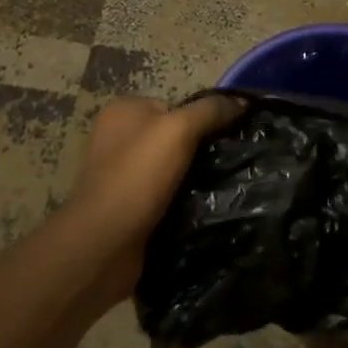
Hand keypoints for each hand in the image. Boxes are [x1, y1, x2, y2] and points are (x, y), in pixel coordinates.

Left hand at [61, 94, 243, 295]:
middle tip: (230, 162)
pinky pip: (166, 195)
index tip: (228, 136)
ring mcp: (121, 175)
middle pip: (174, 136)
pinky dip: (183, 201)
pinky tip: (203, 209)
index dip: (202, 118)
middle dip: (200, 149)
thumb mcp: (179, 130)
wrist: (104, 245)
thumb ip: (211, 110)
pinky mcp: (128, 207)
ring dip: (195, 178)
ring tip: (223, 188)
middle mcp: (118, 138)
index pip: (175, 105)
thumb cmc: (137, 176)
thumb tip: (243, 102)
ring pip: (173, 168)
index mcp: (123, 111)